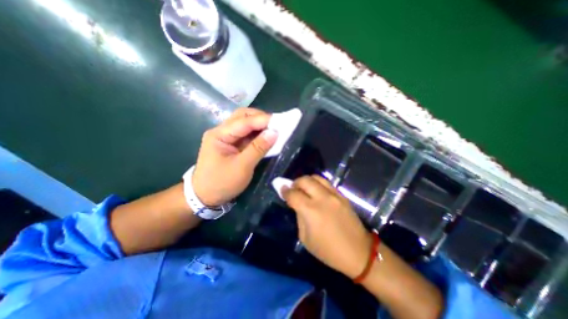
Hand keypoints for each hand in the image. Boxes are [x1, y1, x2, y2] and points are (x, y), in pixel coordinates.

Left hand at [192, 109, 278, 205]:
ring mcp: (226, 137)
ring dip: (260, 124)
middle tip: (277, 124)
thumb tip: (274, 132)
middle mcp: (221, 131)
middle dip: (260, 118)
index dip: (262, 120)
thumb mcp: (242, 167)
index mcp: (219, 135)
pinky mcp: (232, 144)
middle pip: (242, 117)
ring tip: (274, 128)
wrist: (206, 197)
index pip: (243, 122)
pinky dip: (258, 133)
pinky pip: (247, 134)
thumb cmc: (222, 183)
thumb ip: (258, 148)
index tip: (280, 121)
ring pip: (245, 124)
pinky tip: (266, 136)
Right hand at [283, 176, 373, 276]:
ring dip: (306, 180)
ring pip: (316, 177)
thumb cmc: (328, 250)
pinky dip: (317, 183)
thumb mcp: (305, 238)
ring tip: (304, 188)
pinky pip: (327, 183)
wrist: (358, 252)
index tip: (281, 189)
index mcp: (311, 211)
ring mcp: (334, 195)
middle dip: (295, 183)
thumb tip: (296, 203)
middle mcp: (322, 198)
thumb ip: (299, 216)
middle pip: (304, 180)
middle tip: (292, 189)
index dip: (284, 191)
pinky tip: (316, 191)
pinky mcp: (342, 195)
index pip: (293, 194)